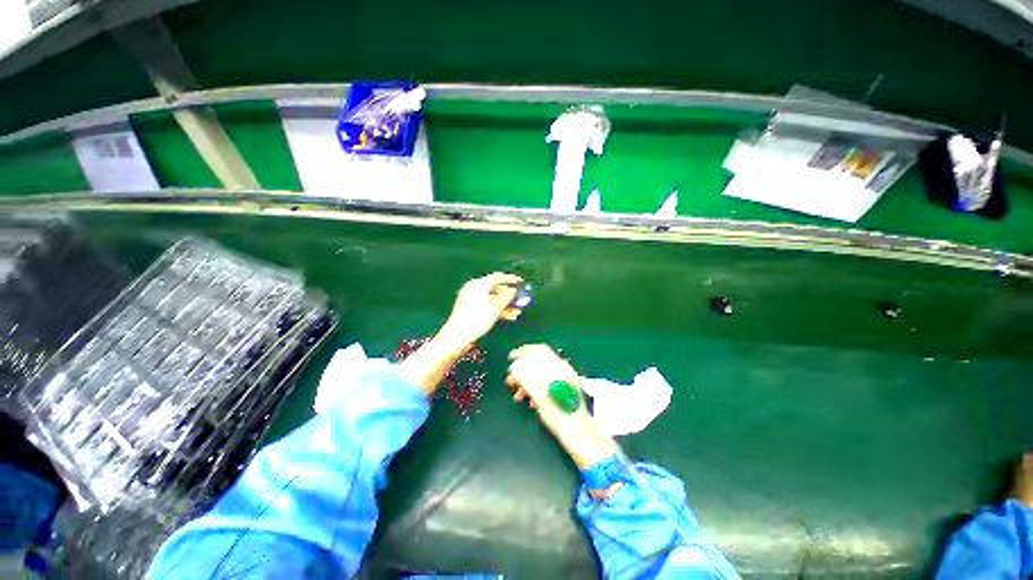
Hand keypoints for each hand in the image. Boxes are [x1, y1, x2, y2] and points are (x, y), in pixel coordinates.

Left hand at [436, 273, 523, 350]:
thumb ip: (506, 297)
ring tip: (517, 311)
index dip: (511, 279)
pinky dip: (497, 308)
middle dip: (509, 294)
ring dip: (506, 304)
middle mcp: (474, 288)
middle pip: (495, 287)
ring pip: (492, 298)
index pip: (497, 277)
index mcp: (478, 284)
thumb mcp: (495, 308)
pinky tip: (508, 316)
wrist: (457, 336)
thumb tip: (514, 290)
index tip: (521, 281)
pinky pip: (487, 304)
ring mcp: (471, 298)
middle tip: (520, 297)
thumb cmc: (477, 320)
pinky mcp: (470, 307)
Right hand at [506, 345, 616, 468]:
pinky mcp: (564, 391)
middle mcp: (563, 371)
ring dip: (526, 382)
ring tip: (517, 396)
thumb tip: (515, 365)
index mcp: (559, 368)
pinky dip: (535, 389)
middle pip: (538, 363)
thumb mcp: (540, 395)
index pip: (540, 350)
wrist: (580, 436)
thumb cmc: (560, 416)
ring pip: (540, 375)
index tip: (510, 358)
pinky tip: (530, 402)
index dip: (523, 351)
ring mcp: (564, 381)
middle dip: (522, 370)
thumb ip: (527, 377)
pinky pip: (545, 384)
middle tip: (510, 382)